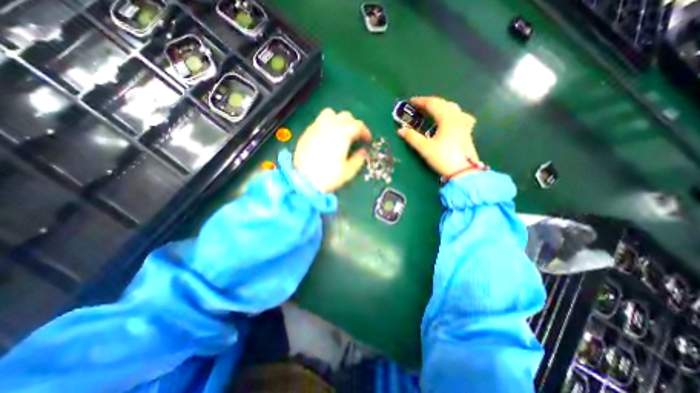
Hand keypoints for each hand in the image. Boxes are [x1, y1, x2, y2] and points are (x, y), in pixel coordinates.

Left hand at [293, 107, 371, 191]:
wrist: (303, 181)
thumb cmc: (328, 177)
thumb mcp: (348, 171)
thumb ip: (358, 159)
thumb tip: (363, 152)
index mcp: (342, 135)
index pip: (357, 125)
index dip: (365, 131)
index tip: (367, 139)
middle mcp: (329, 127)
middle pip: (345, 116)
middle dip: (353, 124)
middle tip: (355, 136)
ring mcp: (316, 128)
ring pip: (330, 113)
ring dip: (338, 119)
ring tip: (340, 132)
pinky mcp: (306, 133)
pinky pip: (318, 121)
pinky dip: (326, 125)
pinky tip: (326, 137)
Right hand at [399, 95, 481, 177]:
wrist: (464, 171)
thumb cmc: (443, 158)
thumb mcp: (425, 148)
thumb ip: (412, 137)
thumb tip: (400, 130)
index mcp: (447, 118)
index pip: (432, 103)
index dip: (420, 101)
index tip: (410, 102)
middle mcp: (457, 116)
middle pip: (442, 103)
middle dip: (429, 103)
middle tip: (417, 107)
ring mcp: (464, 123)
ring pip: (451, 108)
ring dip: (439, 107)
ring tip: (430, 112)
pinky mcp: (467, 130)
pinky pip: (458, 115)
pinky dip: (450, 114)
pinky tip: (448, 119)